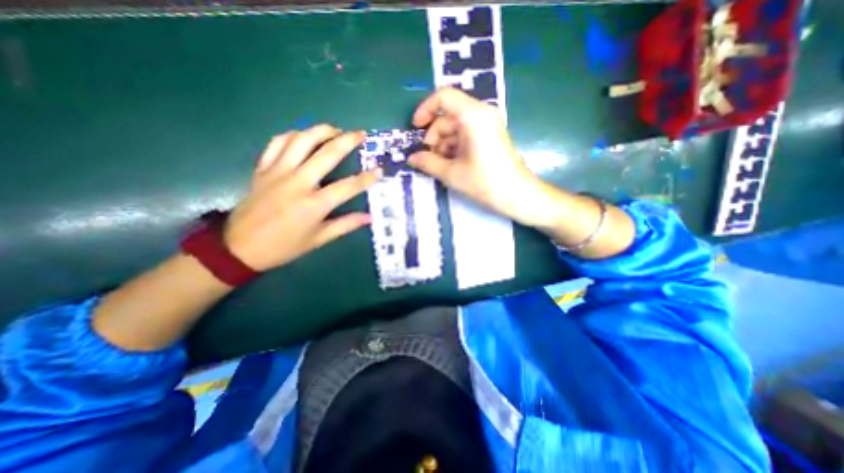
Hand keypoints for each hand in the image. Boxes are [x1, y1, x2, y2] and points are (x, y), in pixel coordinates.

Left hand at [221, 126, 377, 270]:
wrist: (239, 247)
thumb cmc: (284, 247)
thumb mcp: (318, 240)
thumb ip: (346, 225)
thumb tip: (369, 217)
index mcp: (314, 204)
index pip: (348, 186)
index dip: (367, 178)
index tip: (379, 170)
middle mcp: (298, 182)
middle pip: (327, 154)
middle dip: (348, 141)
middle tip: (361, 134)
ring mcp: (277, 172)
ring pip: (301, 140)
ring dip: (321, 131)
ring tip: (335, 130)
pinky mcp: (262, 169)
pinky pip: (277, 143)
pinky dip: (292, 135)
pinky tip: (303, 136)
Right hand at [409, 88, 547, 225]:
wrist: (518, 195)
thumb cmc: (485, 182)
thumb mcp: (452, 174)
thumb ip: (428, 163)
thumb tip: (411, 158)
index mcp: (473, 116)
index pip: (444, 97)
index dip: (425, 109)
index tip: (416, 129)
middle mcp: (481, 114)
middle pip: (448, 116)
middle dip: (434, 136)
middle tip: (429, 159)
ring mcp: (487, 125)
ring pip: (455, 127)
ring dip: (443, 145)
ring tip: (441, 166)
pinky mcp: (490, 136)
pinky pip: (466, 134)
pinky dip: (455, 147)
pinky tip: (453, 165)